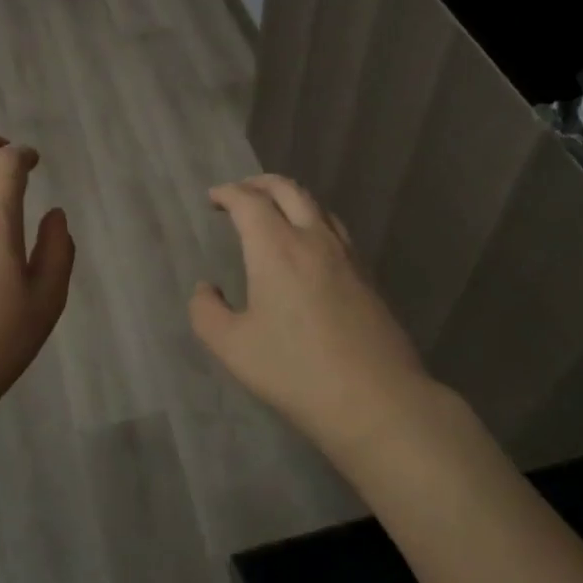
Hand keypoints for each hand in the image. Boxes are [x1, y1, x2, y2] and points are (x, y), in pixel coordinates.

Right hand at [190, 174, 433, 452]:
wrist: (375, 399)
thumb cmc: (296, 371)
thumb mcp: (233, 348)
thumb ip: (207, 312)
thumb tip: (206, 289)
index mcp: (277, 248)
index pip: (249, 201)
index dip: (228, 193)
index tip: (214, 198)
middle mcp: (313, 239)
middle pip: (288, 190)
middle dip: (259, 183)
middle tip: (241, 192)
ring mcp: (347, 255)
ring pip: (317, 206)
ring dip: (290, 199)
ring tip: (274, 213)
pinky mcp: (367, 275)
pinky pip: (336, 230)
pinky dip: (314, 221)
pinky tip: (310, 247)